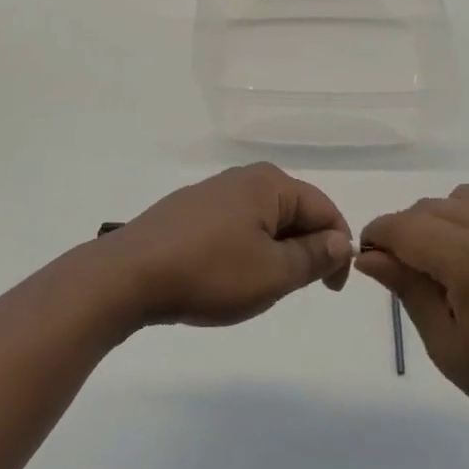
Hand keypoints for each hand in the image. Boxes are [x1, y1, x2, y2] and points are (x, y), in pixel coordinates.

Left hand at [101, 164, 353, 327]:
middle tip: (292, 290)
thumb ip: (313, 256)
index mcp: (269, 183)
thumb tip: (340, 239)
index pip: (324, 209)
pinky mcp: (189, 211)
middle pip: (293, 211)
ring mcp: (212, 192)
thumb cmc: (210, 273)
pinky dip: (244, 250)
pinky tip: (226, 277)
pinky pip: (234, 226)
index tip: (331, 290)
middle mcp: (242, 177)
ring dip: (273, 253)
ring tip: (257, 287)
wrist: (129, 275)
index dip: (337, 249)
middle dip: (303, 250)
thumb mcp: (273, 273)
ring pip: (263, 221)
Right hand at [356, 185, 468, 448]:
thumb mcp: (448, 347)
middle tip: (409, 272)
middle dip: (407, 231)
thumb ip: (407, 290)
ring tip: (451, 263)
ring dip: (442, 221)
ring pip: (463, 199)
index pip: (403, 227)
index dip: (377, 237)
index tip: (370, 258)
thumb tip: (370, 256)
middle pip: (430, 207)